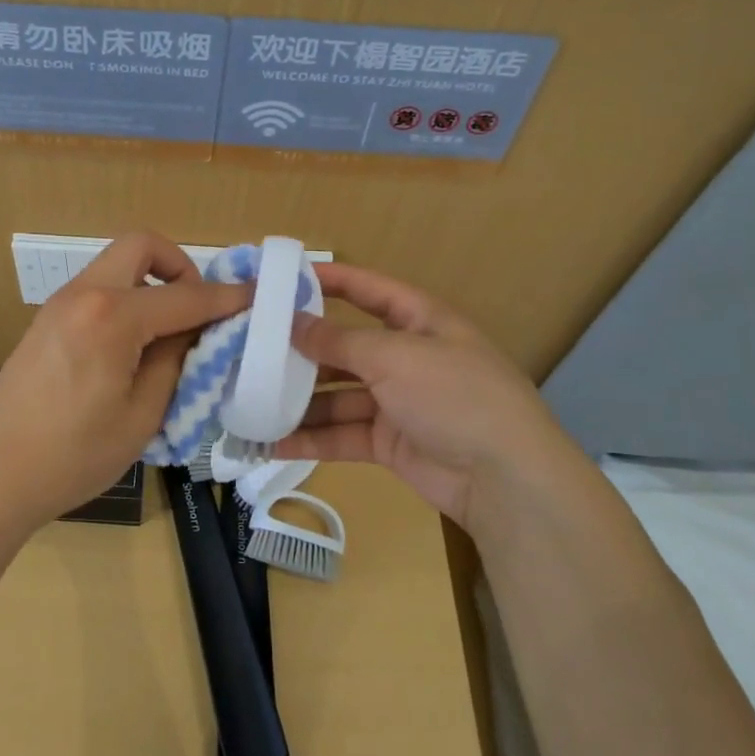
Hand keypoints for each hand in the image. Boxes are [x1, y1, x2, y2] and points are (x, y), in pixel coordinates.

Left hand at [0, 232, 251, 542]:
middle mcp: (83, 295)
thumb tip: (194, 332)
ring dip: (150, 284)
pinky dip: (126, 301)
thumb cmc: (73, 457)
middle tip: (198, 310)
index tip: (258, 297)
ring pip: (116, 267)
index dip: (227, 297)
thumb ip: (175, 362)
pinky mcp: (46, 323)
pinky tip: (133, 348)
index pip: (185, 295)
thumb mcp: (143, 415)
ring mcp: (58, 306)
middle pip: (140, 247)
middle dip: (179, 267)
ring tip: (169, 335)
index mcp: (112, 317)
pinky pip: (97, 292)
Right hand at [273, 263, 570, 527]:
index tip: (286, 277)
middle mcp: (407, 358)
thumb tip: (292, 324)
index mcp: (420, 322)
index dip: (332, 281)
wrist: (504, 478)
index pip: (370, 290)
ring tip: (250, 400)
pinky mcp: (388, 442)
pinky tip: (272, 442)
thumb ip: (339, 340)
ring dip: (299, 401)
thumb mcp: (395, 357)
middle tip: (251, 349)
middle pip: (345, 347)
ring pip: (337, 395)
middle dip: (302, 350)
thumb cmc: (454, 395)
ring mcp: (397, 403)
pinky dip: (311, 439)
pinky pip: (342, 434)